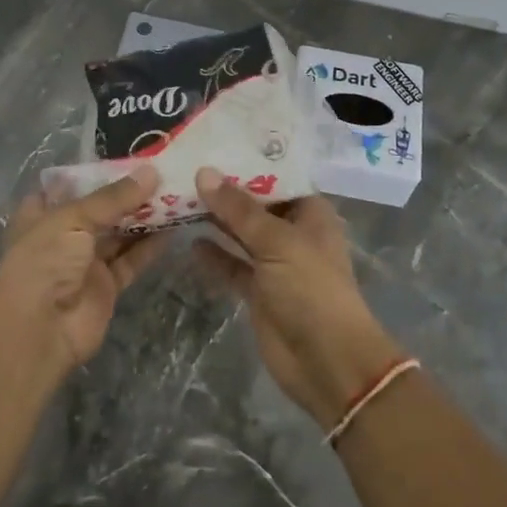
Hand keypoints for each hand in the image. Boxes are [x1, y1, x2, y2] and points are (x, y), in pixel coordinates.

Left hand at [0, 165, 165, 376]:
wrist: (40, 331)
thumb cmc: (45, 261)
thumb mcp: (73, 218)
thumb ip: (113, 197)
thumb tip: (151, 172)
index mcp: (42, 213)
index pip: (69, 185)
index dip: (95, 172)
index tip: (128, 156)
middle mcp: (63, 235)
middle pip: (99, 208)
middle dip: (127, 193)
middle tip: (163, 172)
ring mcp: (85, 261)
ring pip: (119, 233)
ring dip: (144, 216)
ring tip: (175, 193)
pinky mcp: (106, 285)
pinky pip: (131, 260)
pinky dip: (150, 246)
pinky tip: (173, 227)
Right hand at [193, 168, 404, 427]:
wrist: (327, 362)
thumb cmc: (311, 290)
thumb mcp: (276, 242)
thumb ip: (238, 209)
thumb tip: (204, 172)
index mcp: (309, 214)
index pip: (276, 177)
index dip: (247, 163)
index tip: (212, 144)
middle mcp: (292, 233)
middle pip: (255, 205)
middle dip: (225, 191)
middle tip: (185, 167)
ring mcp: (274, 263)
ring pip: (240, 234)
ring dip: (216, 220)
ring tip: (179, 197)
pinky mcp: (258, 291)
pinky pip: (232, 265)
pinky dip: (214, 255)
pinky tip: (189, 240)